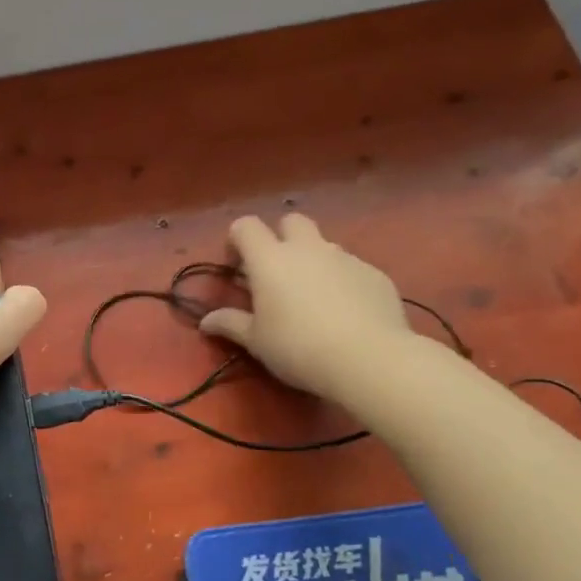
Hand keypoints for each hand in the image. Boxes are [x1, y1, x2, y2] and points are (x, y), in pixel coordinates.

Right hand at [198, 214, 411, 403]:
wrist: (370, 359)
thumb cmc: (298, 347)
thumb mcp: (256, 341)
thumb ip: (230, 324)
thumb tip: (206, 321)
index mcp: (270, 259)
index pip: (246, 226)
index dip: (237, 241)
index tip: (237, 269)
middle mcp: (307, 249)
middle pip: (290, 221)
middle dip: (280, 238)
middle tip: (276, 274)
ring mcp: (345, 258)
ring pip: (323, 245)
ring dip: (312, 260)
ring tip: (312, 298)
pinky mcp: (375, 274)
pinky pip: (351, 267)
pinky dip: (342, 281)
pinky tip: (345, 313)